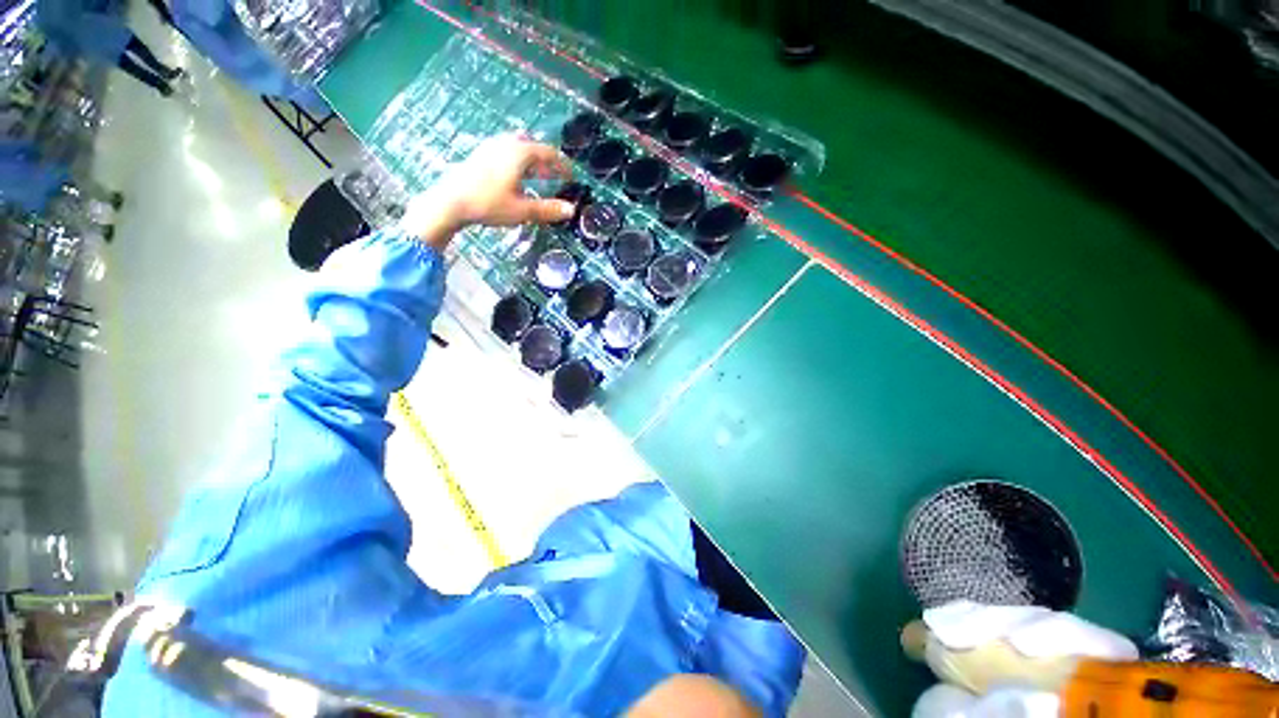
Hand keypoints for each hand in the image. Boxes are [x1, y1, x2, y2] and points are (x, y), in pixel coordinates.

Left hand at [401, 134, 575, 248]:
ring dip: (531, 161)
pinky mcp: (479, 155)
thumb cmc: (489, 204)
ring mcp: (489, 147)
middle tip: (555, 176)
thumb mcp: (523, 210)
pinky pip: (505, 152)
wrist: (450, 202)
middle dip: (546, 161)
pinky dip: (517, 162)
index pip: (548, 153)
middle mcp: (505, 144)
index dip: (562, 164)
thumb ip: (548, 209)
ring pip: (517, 147)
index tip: (572, 175)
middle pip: (532, 145)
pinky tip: (515, 179)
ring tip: (536, 177)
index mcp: (519, 153)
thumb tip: (571, 210)